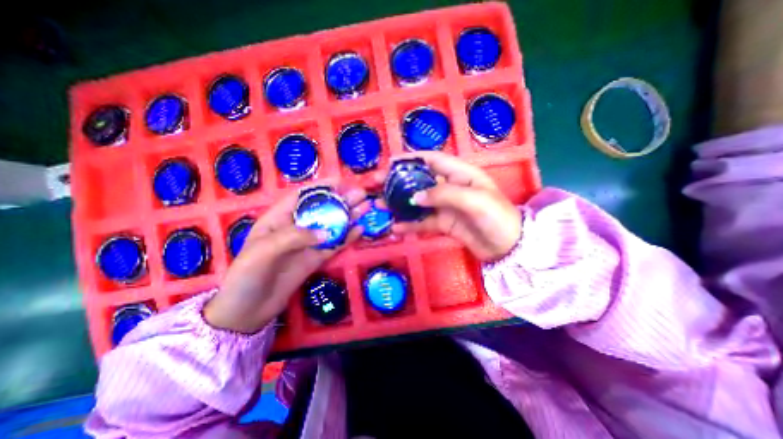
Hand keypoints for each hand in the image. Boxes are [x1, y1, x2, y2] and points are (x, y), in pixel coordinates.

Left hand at [203, 183, 364, 331]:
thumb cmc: (246, 276)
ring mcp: (308, 244)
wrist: (247, 311)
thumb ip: (295, 237)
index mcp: (278, 219)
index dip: (321, 187)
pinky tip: (359, 230)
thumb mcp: (263, 251)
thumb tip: (327, 232)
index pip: (302, 196)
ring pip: (332, 226)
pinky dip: (347, 238)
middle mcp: (296, 228)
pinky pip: (334, 246)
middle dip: (341, 200)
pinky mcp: (316, 259)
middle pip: (322, 209)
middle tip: (361, 194)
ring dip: (349, 216)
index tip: (341, 181)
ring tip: (366, 207)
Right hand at [389, 150, 517, 259]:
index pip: (433, 160)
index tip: (391, 163)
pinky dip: (410, 224)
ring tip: (380, 205)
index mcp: (461, 174)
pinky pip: (423, 222)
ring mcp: (446, 206)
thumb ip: (443, 194)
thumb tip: (415, 197)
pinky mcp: (444, 223)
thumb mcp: (473, 199)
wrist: (509, 247)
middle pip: (421, 181)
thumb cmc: (496, 216)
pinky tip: (396, 227)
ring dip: (400, 204)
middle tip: (378, 185)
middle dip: (400, 182)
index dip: (412, 159)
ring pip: (419, 202)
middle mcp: (451, 187)